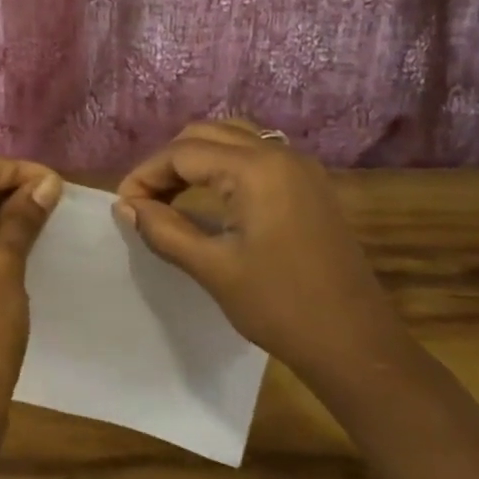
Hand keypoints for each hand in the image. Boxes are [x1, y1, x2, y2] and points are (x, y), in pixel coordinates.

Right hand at [114, 121, 403, 387]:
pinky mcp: (309, 185)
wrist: (355, 343)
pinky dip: (223, 166)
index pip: (183, 153)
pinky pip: (255, 155)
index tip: (123, 206)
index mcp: (256, 169)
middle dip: (168, 163)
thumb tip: (125, 206)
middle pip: (206, 135)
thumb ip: (163, 229)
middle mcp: (279, 154)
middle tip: (143, 201)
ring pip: (231, 140)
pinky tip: (209, 198)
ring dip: (195, 160)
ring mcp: (300, 167)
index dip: (146, 174)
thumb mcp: (212, 268)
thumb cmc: (280, 306)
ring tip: (169, 197)